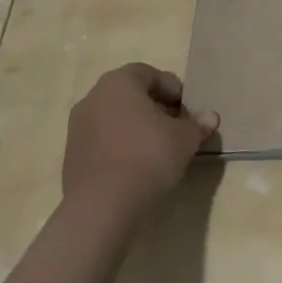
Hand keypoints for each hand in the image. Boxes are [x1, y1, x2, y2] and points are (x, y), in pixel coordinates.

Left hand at [61, 64, 218, 219]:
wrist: (101, 208)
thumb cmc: (147, 157)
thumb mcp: (184, 139)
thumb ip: (197, 124)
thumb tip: (210, 118)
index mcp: (119, 82)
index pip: (151, 74)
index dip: (173, 90)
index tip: (187, 111)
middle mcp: (94, 97)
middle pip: (131, 95)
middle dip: (155, 108)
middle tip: (175, 128)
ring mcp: (77, 127)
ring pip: (115, 118)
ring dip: (136, 127)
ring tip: (157, 150)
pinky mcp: (71, 156)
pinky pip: (103, 141)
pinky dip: (120, 146)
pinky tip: (135, 167)